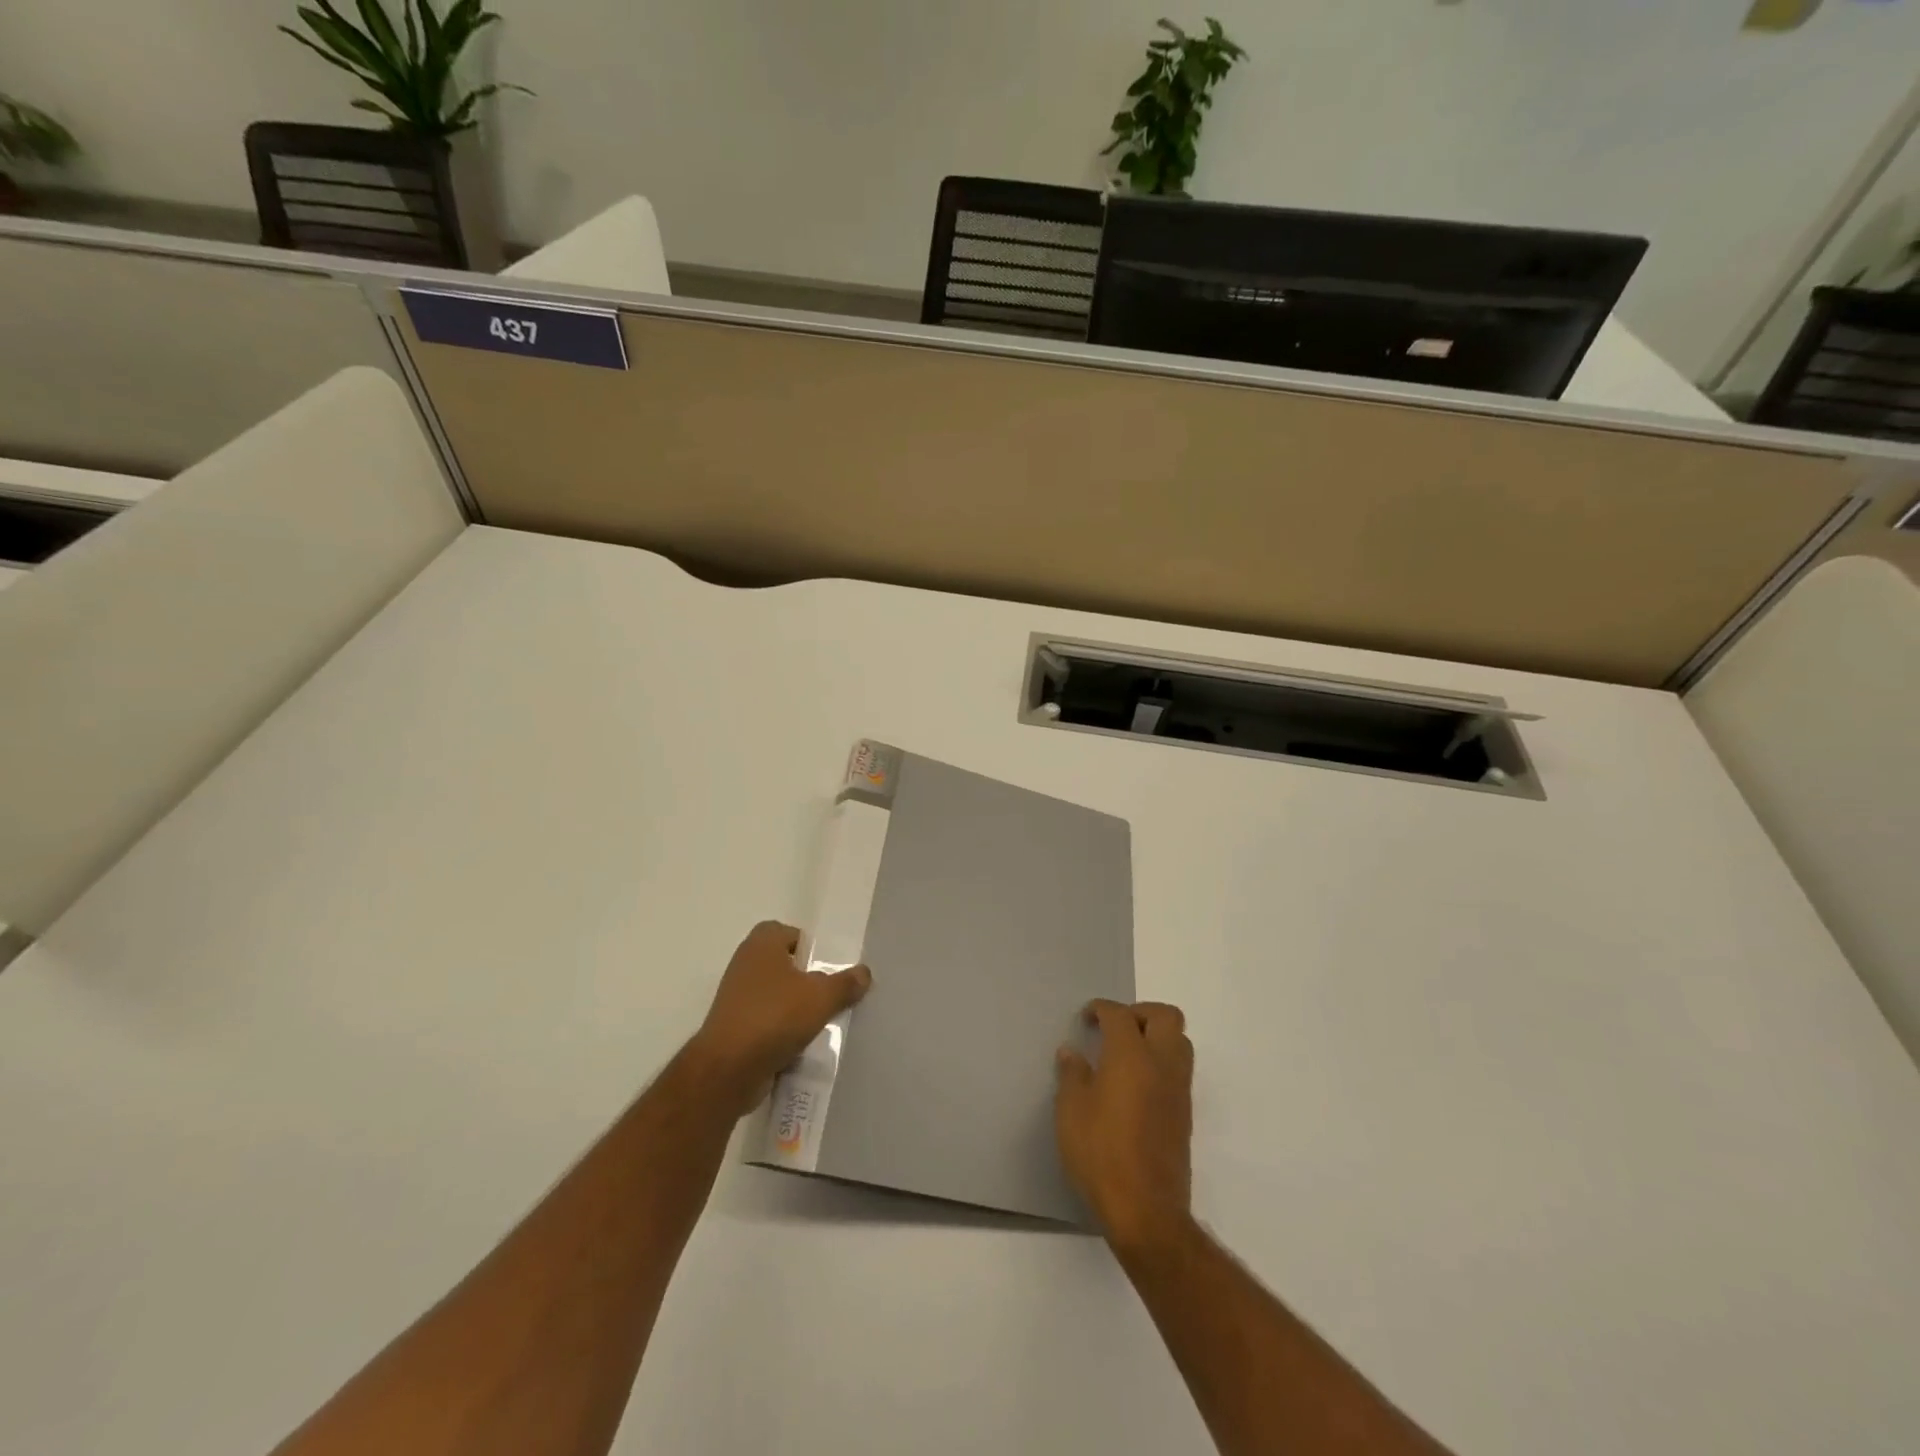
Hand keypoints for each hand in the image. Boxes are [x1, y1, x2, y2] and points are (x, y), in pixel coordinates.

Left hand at [687, 921, 871, 1115]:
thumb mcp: (822, 997)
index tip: (830, 966)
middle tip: (832, 994)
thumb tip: (864, 972)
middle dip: (808, 980)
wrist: (727, 1071)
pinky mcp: (734, 1029)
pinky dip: (783, 1032)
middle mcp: (745, 965)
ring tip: (823, 1022)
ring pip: (777, 996)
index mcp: (761, 945)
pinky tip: (803, 1046)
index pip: (789, 932)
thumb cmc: (774, 1017)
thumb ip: (846, 983)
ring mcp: (736, 999)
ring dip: (797, 1008)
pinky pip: (767, 1023)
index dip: (810, 946)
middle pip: (785, 965)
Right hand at [1055, 1000, 1194, 1254]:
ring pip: (1180, 1042)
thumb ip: (1072, 1074)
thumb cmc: (1101, 1153)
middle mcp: (1161, 1064)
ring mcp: (1178, 1090)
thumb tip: (1072, 1052)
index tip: (1087, 1018)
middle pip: (1166, 1017)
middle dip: (1140, 1012)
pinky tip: (1135, 1085)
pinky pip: (1179, 1071)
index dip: (1101, 1009)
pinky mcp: (1184, 1115)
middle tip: (1115, 1027)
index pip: (1120, 1015)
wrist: (1146, 1210)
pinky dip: (1161, 1063)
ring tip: (1126, 1054)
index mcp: (1131, 1055)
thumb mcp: (1071, 1111)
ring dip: (1156, 1036)